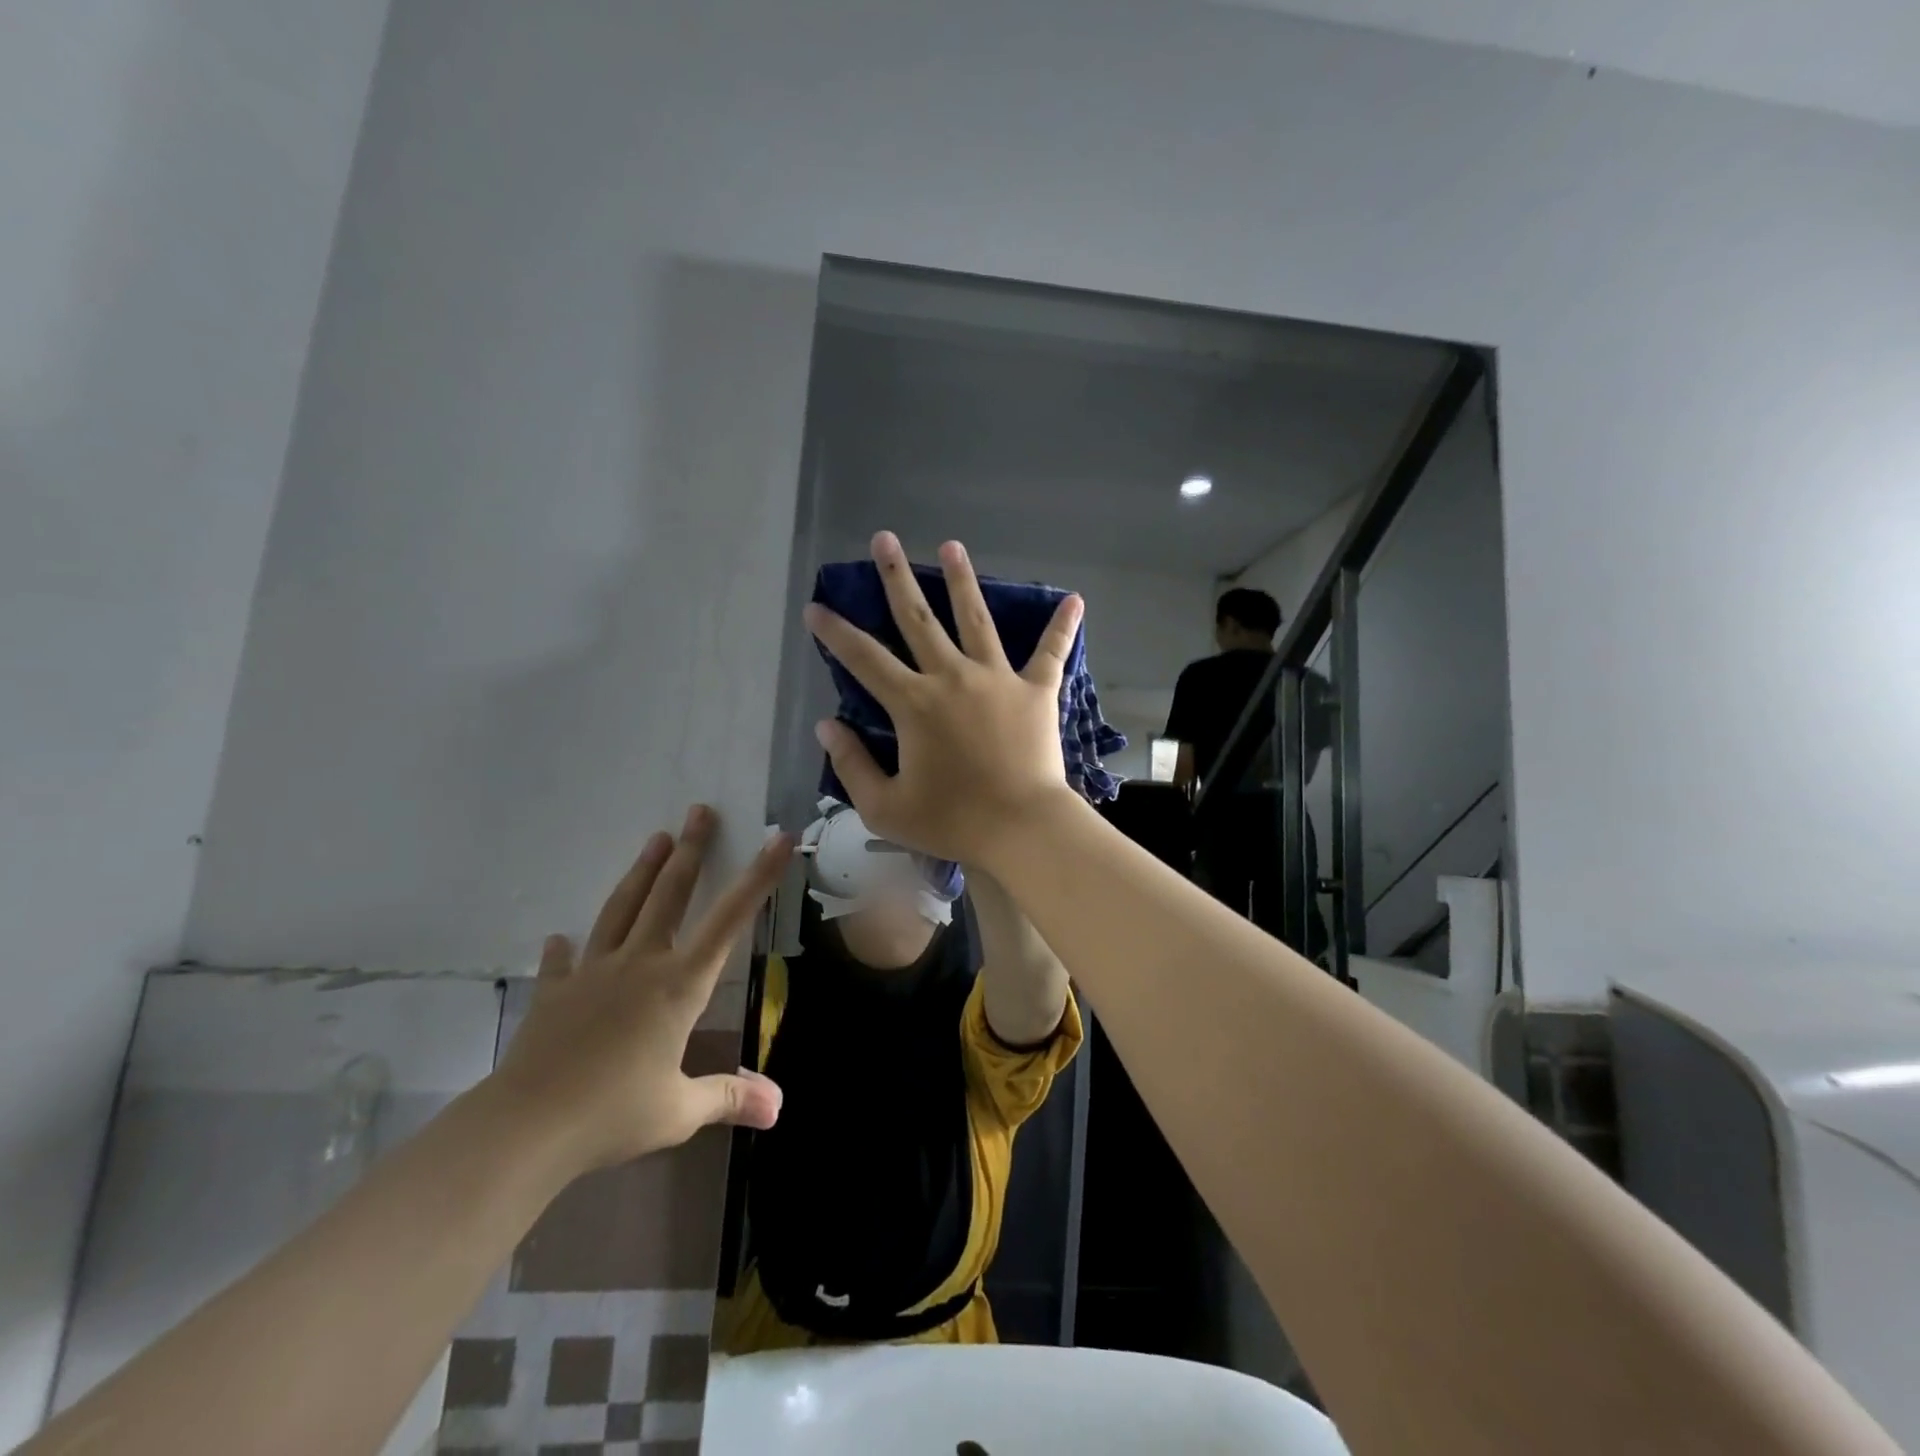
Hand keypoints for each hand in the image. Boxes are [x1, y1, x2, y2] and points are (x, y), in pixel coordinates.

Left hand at [485, 806, 791, 1172]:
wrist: (526, 1127)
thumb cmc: (613, 1113)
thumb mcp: (679, 1111)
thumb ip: (729, 1099)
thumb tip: (778, 1108)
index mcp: (679, 985)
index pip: (729, 920)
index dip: (758, 878)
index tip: (777, 839)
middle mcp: (640, 964)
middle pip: (669, 895)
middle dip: (690, 850)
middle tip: (700, 810)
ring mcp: (593, 973)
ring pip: (622, 909)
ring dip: (642, 871)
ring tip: (655, 839)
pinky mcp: (555, 993)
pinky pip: (563, 962)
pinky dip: (564, 948)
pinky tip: (560, 937)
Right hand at [804, 531, 1084, 867]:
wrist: (1021, 829)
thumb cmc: (952, 822)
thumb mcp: (884, 808)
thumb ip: (851, 764)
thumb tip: (827, 725)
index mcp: (914, 704)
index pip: (864, 659)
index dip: (835, 632)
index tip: (816, 607)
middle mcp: (952, 678)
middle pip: (918, 619)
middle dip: (896, 577)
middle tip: (884, 539)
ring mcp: (998, 679)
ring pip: (976, 619)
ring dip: (962, 581)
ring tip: (951, 546)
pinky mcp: (1036, 691)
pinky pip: (1051, 653)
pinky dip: (1062, 627)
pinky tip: (1074, 599)